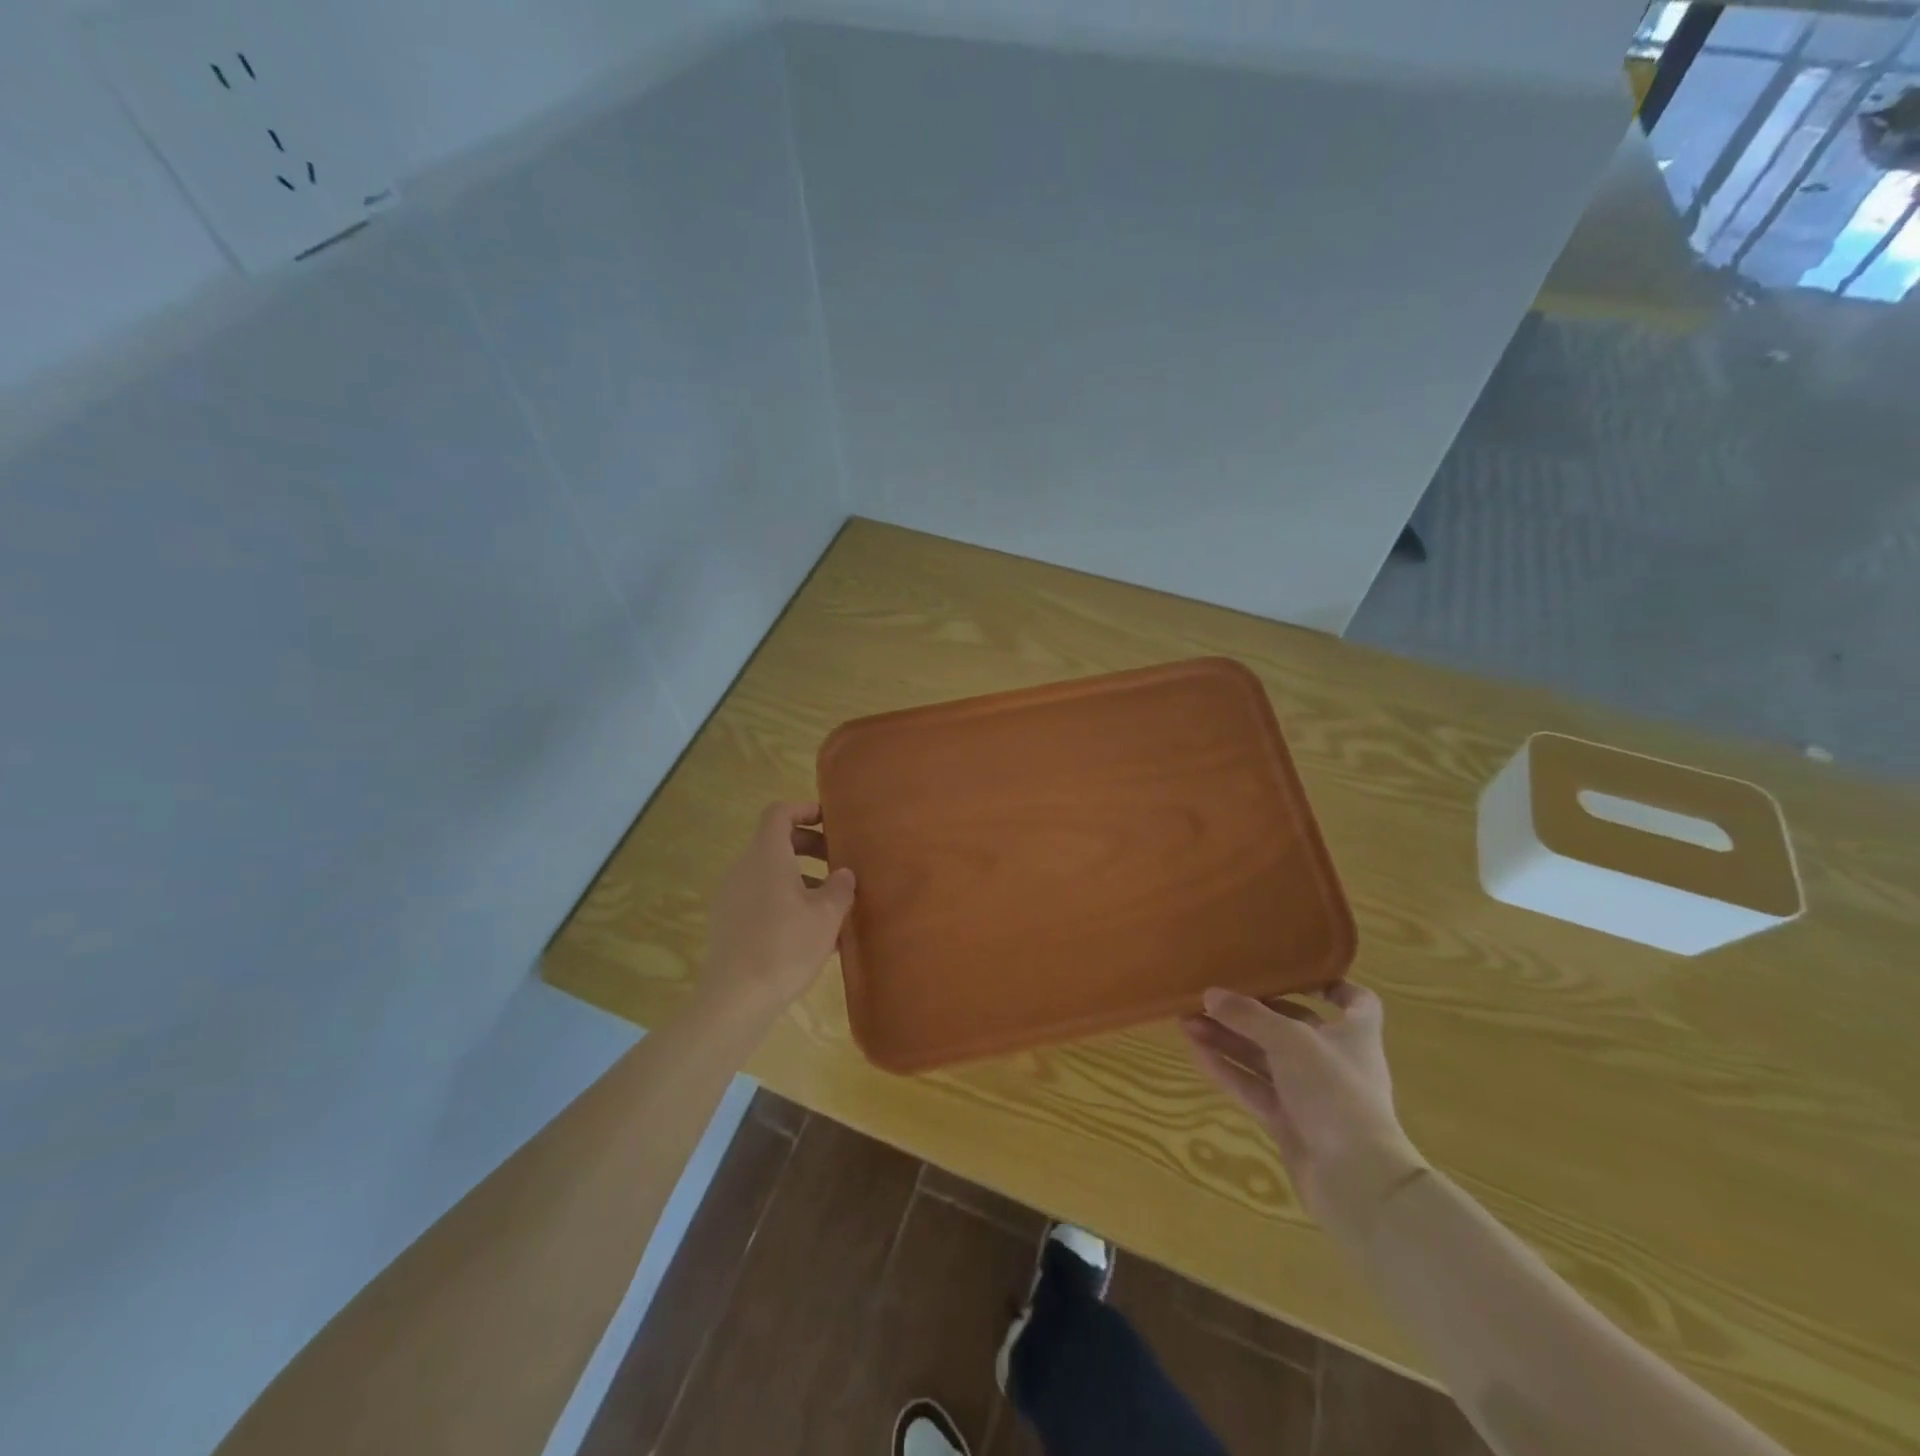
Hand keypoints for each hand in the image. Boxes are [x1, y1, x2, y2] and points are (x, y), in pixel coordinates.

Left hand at [698, 802, 855, 1027]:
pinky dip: (785, 902)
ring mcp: (731, 897)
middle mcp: (743, 868)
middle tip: (839, 864)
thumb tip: (843, 874)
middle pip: (776, 843)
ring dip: (801, 879)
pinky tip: (811, 934)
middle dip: (810, 848)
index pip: (779, 813)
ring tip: (832, 905)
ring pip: (770, 874)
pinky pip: (760, 899)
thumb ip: (839, 888)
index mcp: (766, 855)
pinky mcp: (727, 924)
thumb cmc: (786, 946)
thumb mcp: (827, 916)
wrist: (735, 999)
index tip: (831, 821)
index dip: (805, 810)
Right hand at [1181, 984, 1425, 1238]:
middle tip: (1209, 996)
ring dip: (1228, 1039)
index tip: (1294, 972)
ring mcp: (1310, 1094)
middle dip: (1250, 1011)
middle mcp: (1333, 1060)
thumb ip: (1248, 1015)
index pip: (1356, 1001)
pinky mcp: (1289, 1122)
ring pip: (1263, 1058)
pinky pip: (1252, 1087)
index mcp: (1354, 1034)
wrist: (1356, 1181)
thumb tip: (1210, 994)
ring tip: (1186, 1020)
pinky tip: (1194, 1052)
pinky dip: (1226, 1069)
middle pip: (1290, 1026)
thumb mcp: (1289, 1041)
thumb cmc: (1335, 1092)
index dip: (1330, 984)